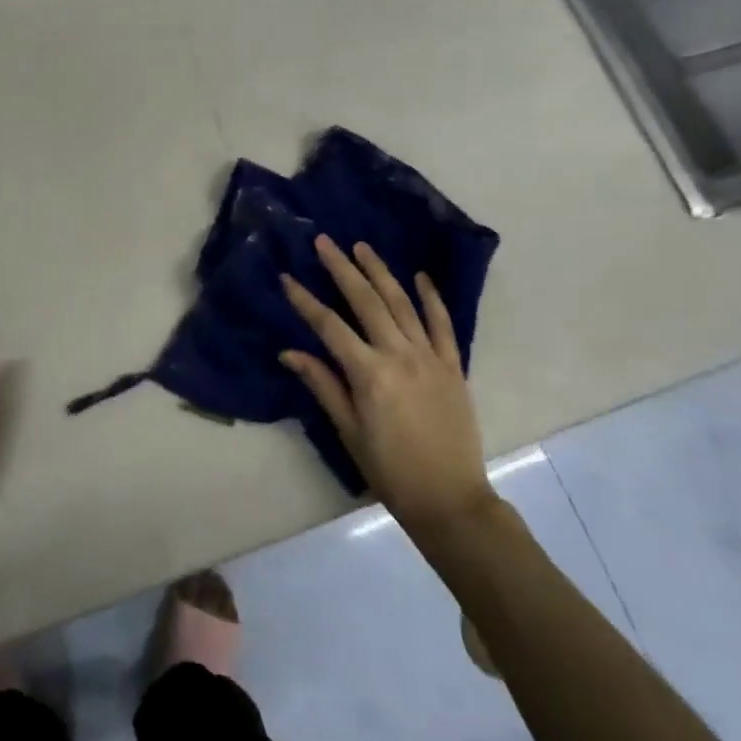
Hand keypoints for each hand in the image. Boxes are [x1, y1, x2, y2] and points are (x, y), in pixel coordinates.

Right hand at [280, 236, 495, 534]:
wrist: (450, 499)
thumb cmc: (390, 470)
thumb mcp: (349, 431)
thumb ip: (322, 385)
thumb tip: (289, 352)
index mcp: (369, 374)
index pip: (329, 327)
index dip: (306, 301)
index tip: (287, 276)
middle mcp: (399, 355)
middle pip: (366, 302)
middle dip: (342, 269)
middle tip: (324, 241)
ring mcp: (430, 357)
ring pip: (401, 304)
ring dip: (380, 272)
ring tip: (362, 247)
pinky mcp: (453, 365)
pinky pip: (442, 324)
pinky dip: (431, 298)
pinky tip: (420, 276)